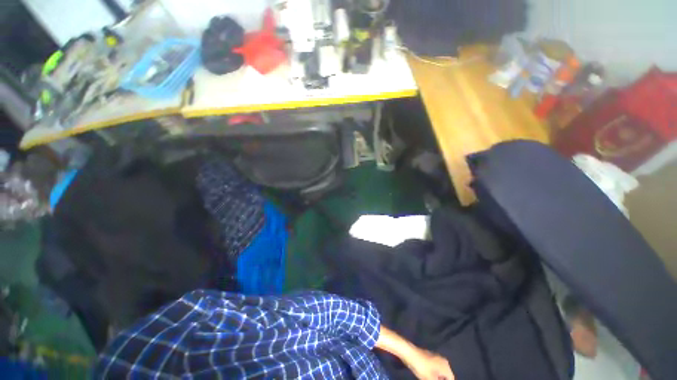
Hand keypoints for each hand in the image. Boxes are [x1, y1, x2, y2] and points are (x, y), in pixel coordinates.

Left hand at [375, 326, 453, 379]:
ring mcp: (436, 357)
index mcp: (446, 366)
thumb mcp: (430, 379)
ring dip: (437, 378)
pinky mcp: (429, 356)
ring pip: (440, 372)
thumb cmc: (421, 366)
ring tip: (429, 379)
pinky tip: (427, 376)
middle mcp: (443, 360)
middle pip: (446, 376)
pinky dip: (433, 374)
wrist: (409, 353)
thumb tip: (438, 379)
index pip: (451, 379)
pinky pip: (435, 368)